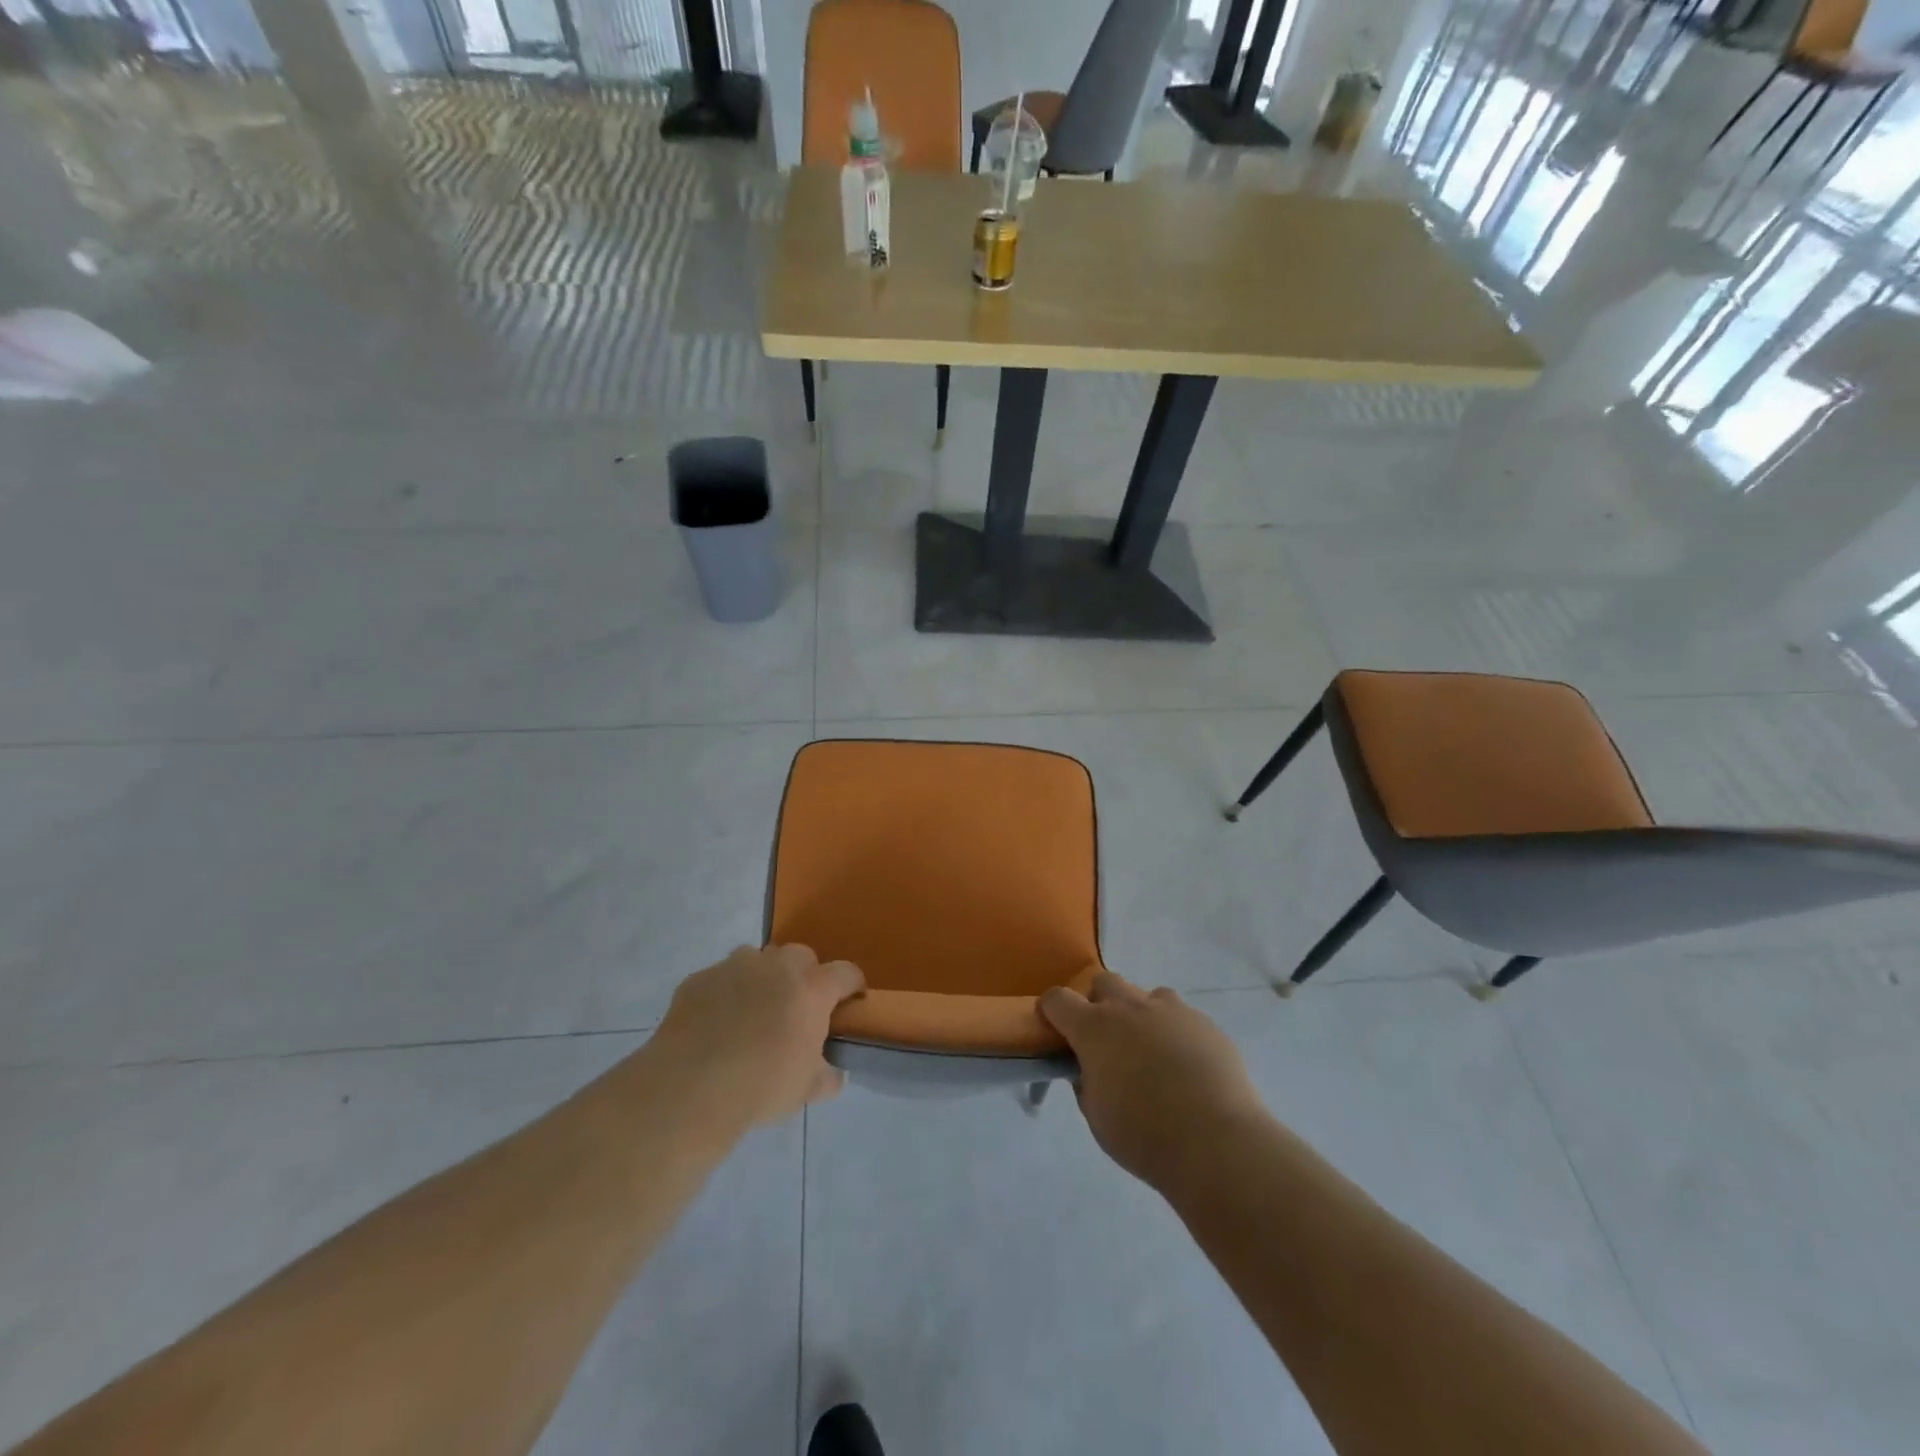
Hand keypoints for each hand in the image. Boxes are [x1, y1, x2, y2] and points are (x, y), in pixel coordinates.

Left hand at [651, 944, 864, 1128]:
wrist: (690, 1087)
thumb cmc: (761, 1086)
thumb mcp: (805, 1090)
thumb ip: (827, 1077)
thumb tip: (834, 1074)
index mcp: (811, 989)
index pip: (845, 972)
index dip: (851, 985)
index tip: (850, 1000)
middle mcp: (777, 967)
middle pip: (801, 955)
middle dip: (804, 974)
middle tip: (796, 1007)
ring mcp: (735, 967)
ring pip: (758, 959)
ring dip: (762, 977)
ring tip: (752, 1012)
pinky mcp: (699, 978)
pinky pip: (720, 978)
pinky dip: (724, 993)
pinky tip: (714, 1024)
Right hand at [1040, 972, 1265, 1191]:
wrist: (1216, 1143)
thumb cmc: (1144, 1136)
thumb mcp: (1096, 1116)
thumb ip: (1086, 1082)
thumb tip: (1089, 1068)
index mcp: (1094, 1028)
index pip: (1058, 999)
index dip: (1052, 1010)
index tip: (1055, 1028)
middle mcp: (1129, 1007)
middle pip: (1104, 982)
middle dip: (1099, 1003)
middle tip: (1107, 1039)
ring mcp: (1171, 1010)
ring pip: (1147, 996)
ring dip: (1141, 1015)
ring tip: (1152, 1052)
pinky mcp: (1205, 1023)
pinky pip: (1182, 1017)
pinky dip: (1176, 1034)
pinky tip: (1187, 1067)